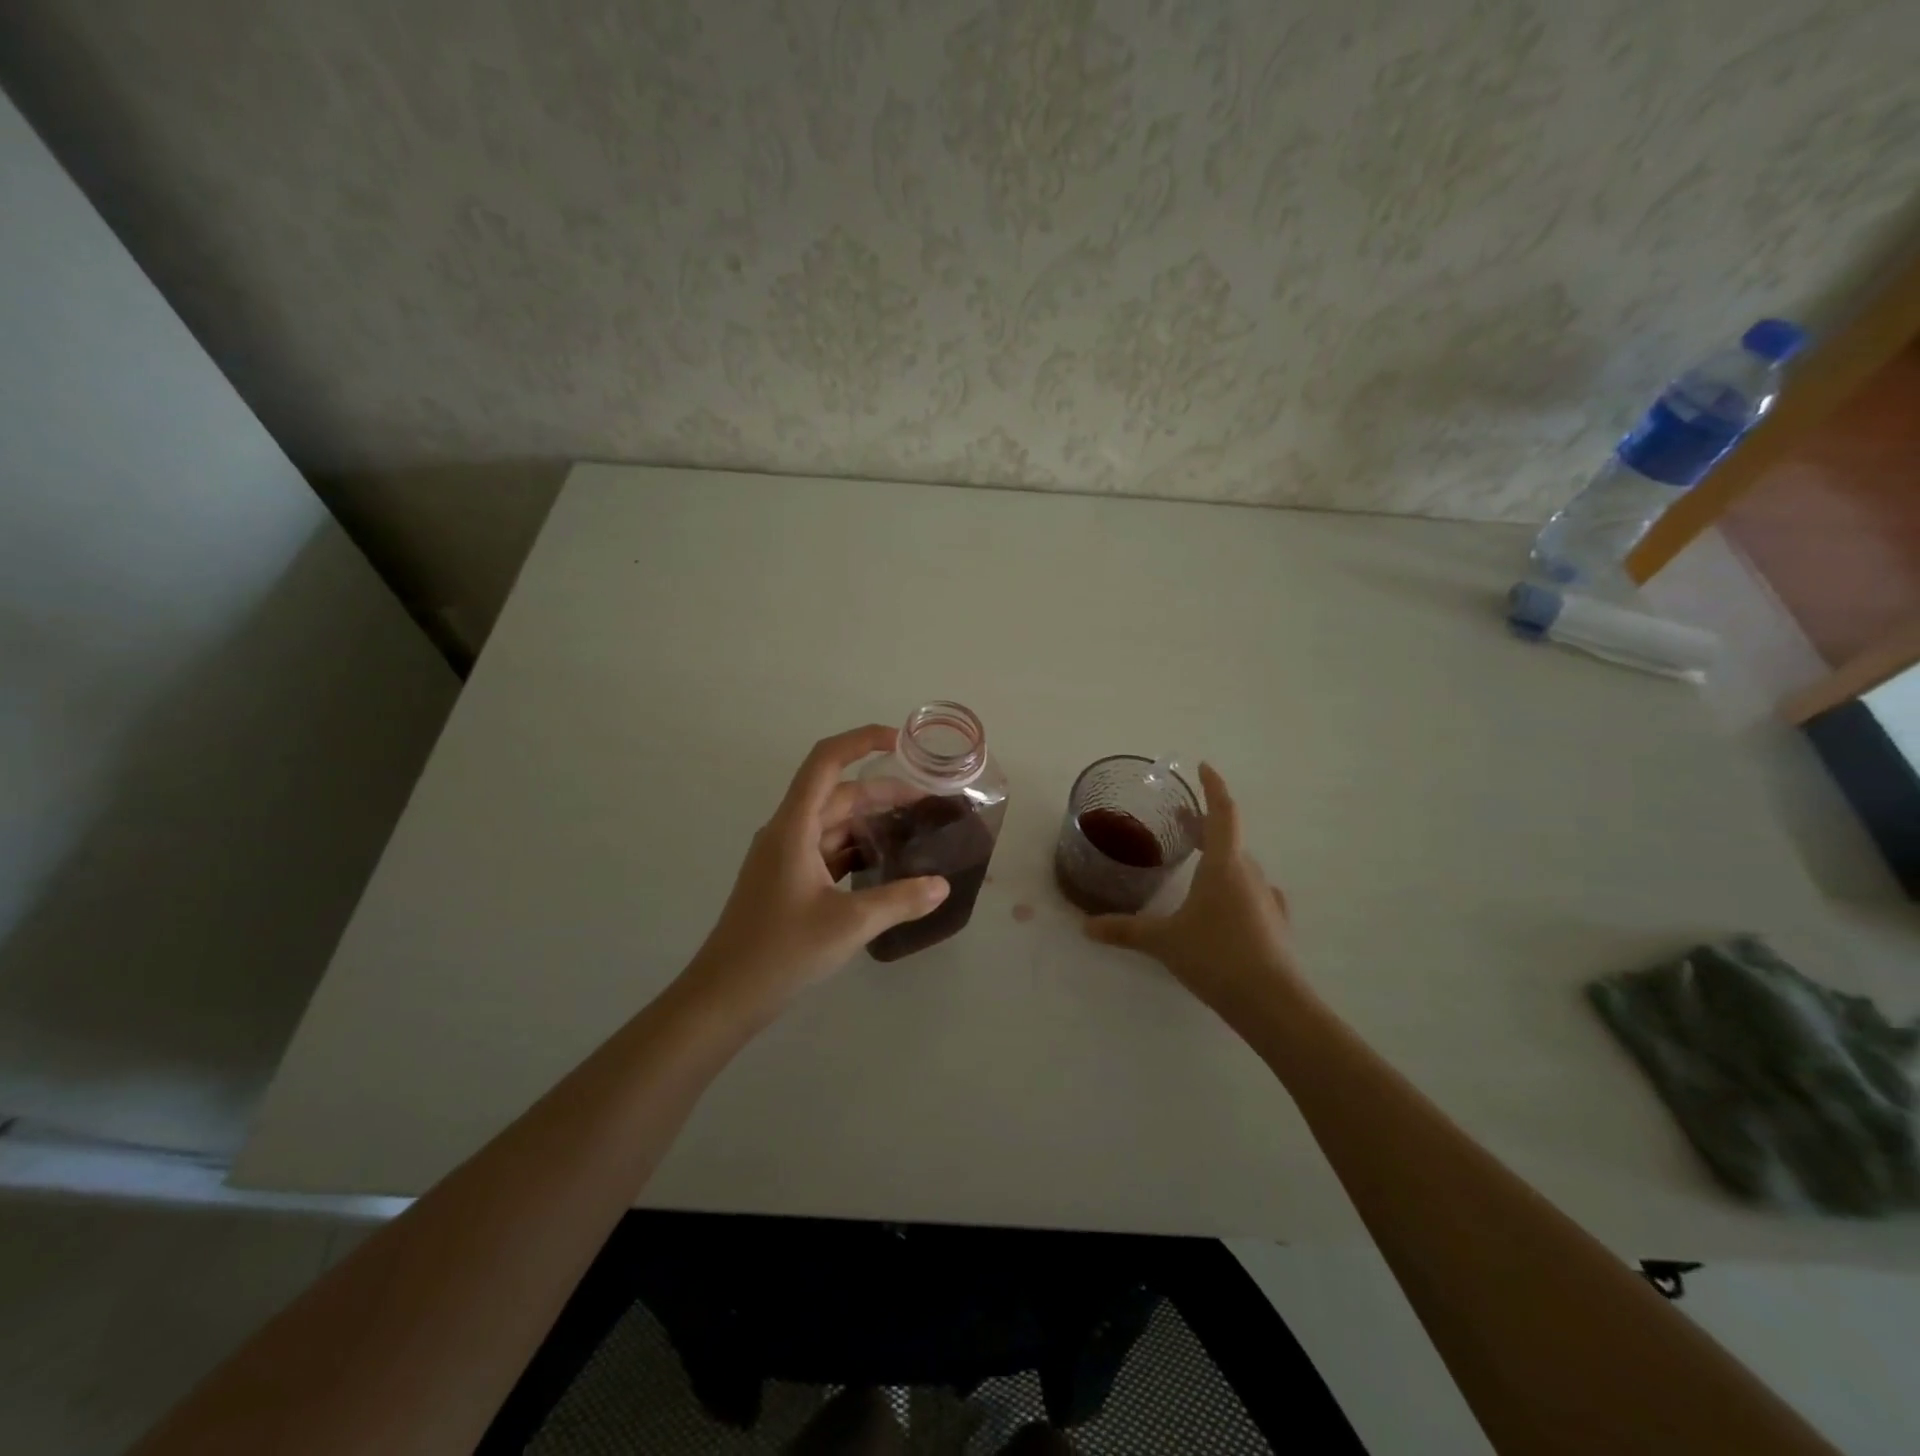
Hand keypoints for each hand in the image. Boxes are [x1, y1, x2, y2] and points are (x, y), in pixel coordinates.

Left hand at [684, 725, 948, 1022]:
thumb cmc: (780, 952)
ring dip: (871, 821)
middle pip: (837, 793)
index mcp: (794, 826)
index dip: (862, 741)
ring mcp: (785, 857)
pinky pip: (828, 850)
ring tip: (916, 830)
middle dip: (883, 791)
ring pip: (834, 823)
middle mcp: (787, 832)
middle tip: (929, 803)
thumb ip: (900, 900)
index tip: (901, 741)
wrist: (724, 997)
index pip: (826, 761)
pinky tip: (887, 864)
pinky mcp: (787, 881)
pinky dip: (857, 849)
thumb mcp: (849, 924)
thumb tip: (942, 885)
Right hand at [1084, 763, 1303, 1026]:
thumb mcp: (1163, 941)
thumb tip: (1085, 927)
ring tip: (1197, 864)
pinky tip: (1231, 902)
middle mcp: (1249, 874)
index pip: (1222, 812)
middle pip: (1229, 837)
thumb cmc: (1215, 957)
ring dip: (1220, 857)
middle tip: (1182, 819)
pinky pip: (1254, 893)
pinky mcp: (1276, 924)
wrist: (1272, 1002)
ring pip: (1241, 866)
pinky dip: (1238, 887)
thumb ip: (1125, 930)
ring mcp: (1267, 899)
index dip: (1213, 786)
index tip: (1203, 766)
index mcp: (1224, 865)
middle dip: (1206, 824)